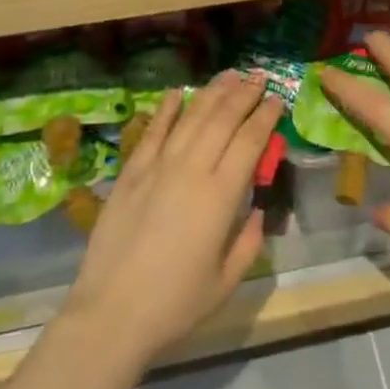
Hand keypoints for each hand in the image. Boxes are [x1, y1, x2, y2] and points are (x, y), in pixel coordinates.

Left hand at [60, 70, 279, 369]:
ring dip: (213, 92)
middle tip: (259, 76)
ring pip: (191, 117)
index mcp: (220, 196)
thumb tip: (258, 211)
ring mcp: (158, 166)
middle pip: (222, 119)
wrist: (111, 313)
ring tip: (229, 74)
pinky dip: (167, 108)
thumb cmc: (174, 304)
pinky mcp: (131, 172)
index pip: (250, 141)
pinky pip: (153, 131)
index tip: (278, 98)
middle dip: (244, 93)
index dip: (266, 116)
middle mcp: (192, 170)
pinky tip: (178, 92)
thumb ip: (248, 243)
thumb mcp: (225, 282)